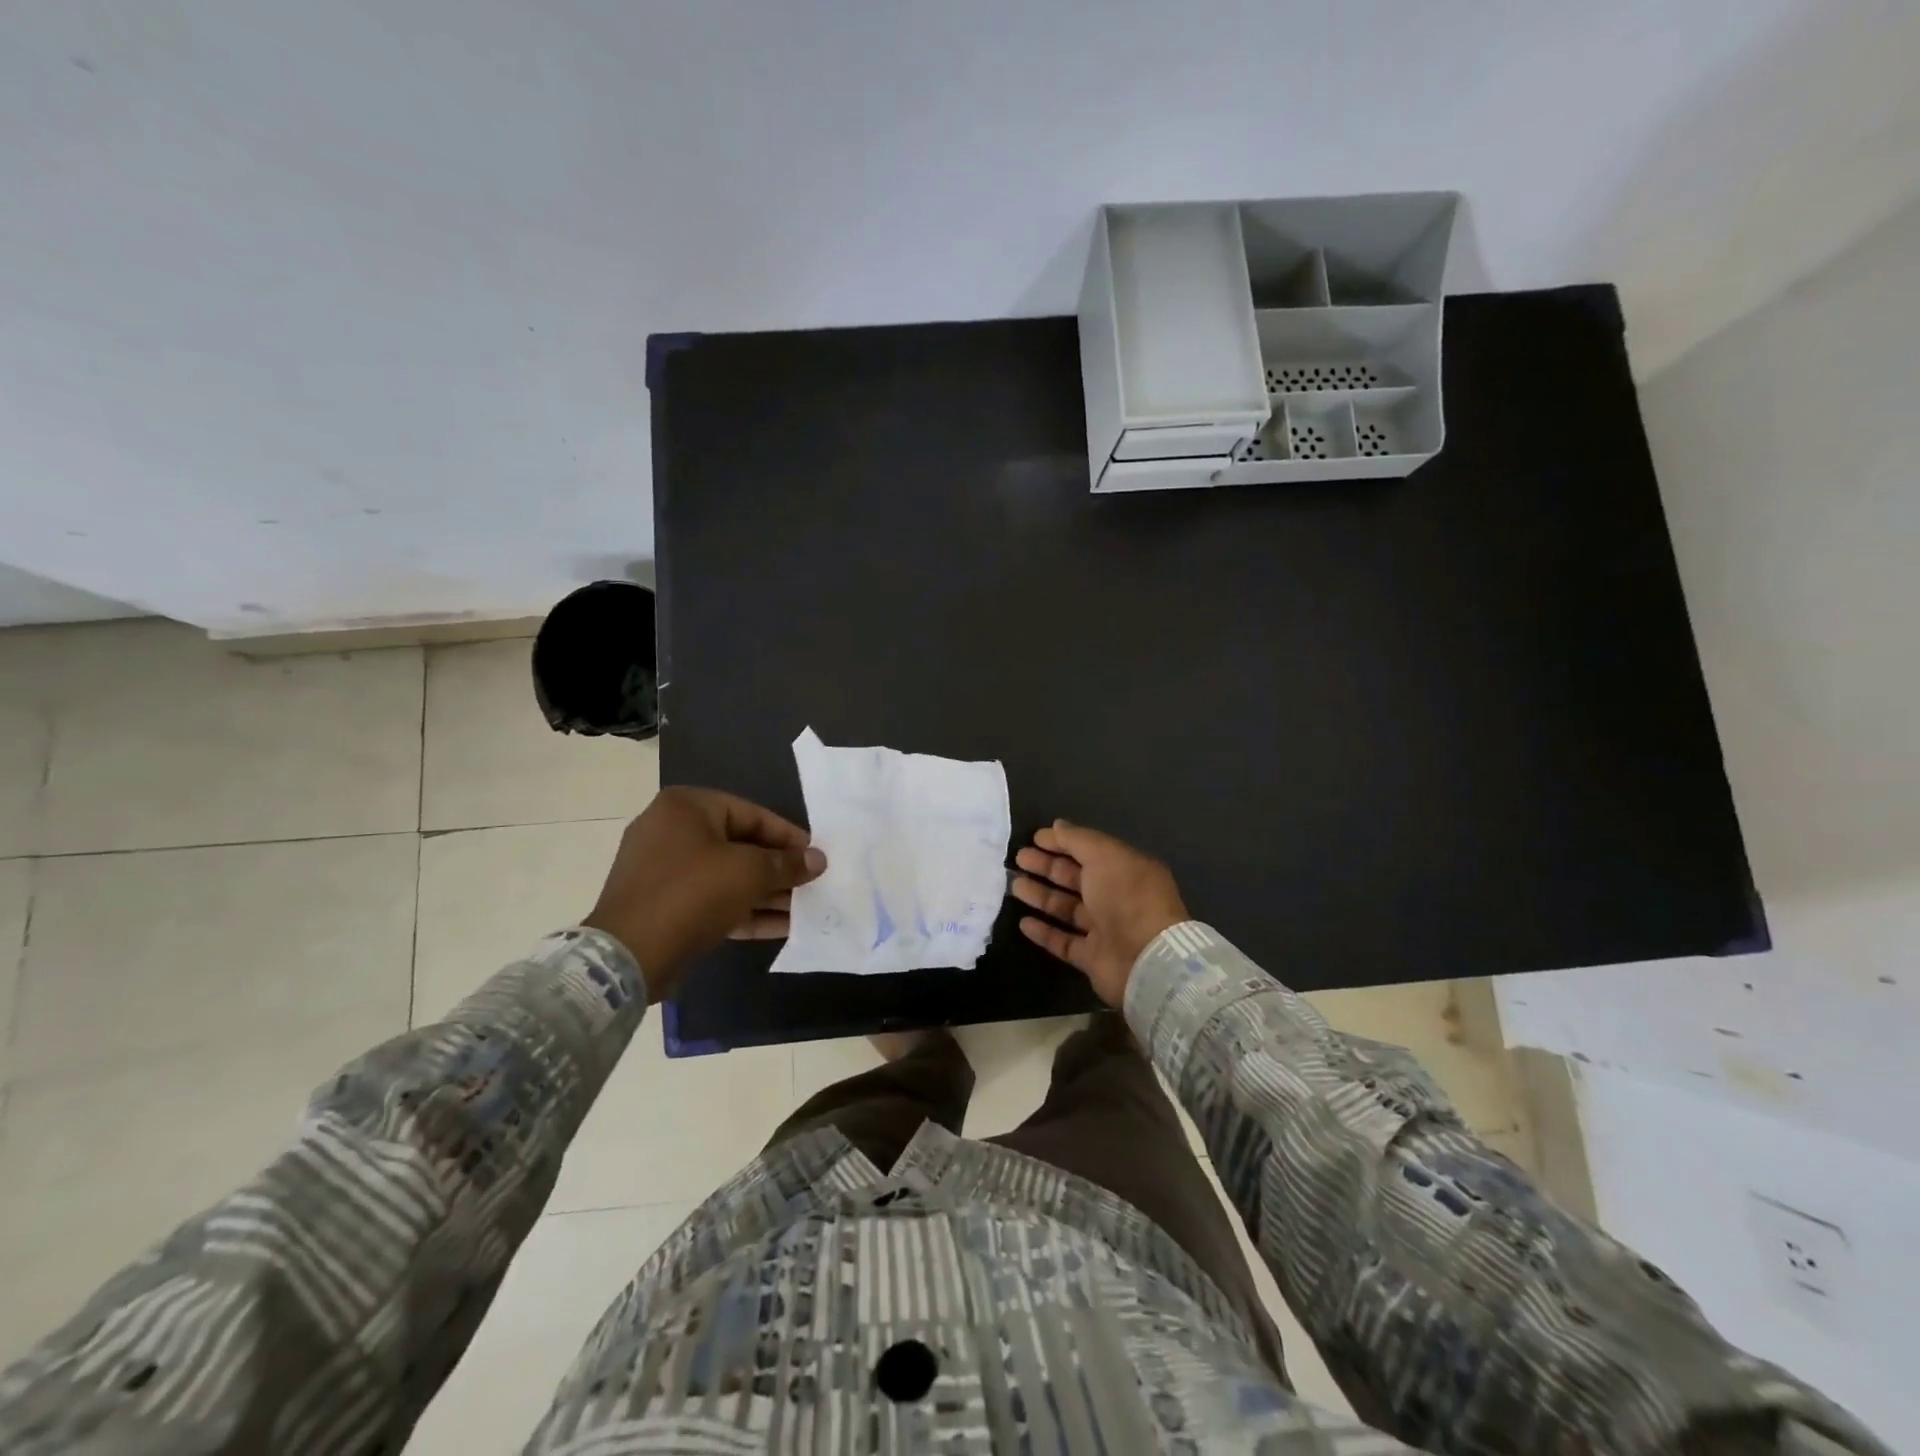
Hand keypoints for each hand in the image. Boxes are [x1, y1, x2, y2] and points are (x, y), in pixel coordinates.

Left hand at [582, 787, 825, 1001]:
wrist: (627, 957)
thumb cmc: (692, 895)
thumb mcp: (748, 873)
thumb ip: (787, 864)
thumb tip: (818, 860)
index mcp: (686, 807)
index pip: (752, 814)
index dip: (789, 836)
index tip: (815, 856)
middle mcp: (671, 831)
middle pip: (740, 845)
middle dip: (778, 868)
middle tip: (811, 884)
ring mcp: (663, 870)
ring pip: (727, 876)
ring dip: (766, 892)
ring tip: (804, 908)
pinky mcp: (663, 905)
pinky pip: (712, 900)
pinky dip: (744, 909)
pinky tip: (782, 926)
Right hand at [1010, 819, 1188, 1005]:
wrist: (1145, 958)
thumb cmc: (1126, 897)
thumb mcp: (1104, 856)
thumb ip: (1077, 840)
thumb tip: (1056, 826)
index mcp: (1125, 870)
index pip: (1089, 851)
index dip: (1062, 843)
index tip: (1034, 838)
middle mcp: (1116, 898)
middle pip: (1075, 878)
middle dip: (1047, 867)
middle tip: (1019, 859)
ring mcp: (1104, 929)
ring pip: (1066, 908)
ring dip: (1041, 896)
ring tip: (1015, 886)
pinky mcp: (1092, 958)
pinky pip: (1063, 942)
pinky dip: (1044, 931)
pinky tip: (1023, 922)